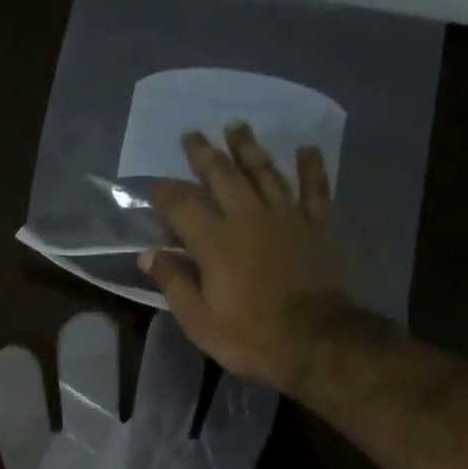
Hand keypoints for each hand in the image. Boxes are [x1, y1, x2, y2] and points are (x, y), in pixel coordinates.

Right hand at [142, 122, 353, 395]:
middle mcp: (248, 216)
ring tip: (236, 126)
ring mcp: (287, 216)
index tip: (154, 185)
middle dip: (204, 154)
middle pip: (223, 175)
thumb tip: (149, 255)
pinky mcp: (318, 225)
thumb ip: (173, 283)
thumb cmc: (250, 336)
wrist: (317, 341)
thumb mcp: (199, 320)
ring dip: (248, 147)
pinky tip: (306, 149)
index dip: (164, 192)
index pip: (182, 204)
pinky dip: (310, 166)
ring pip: (264, 171)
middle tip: (192, 135)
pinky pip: (314, 187)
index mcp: (215, 241)